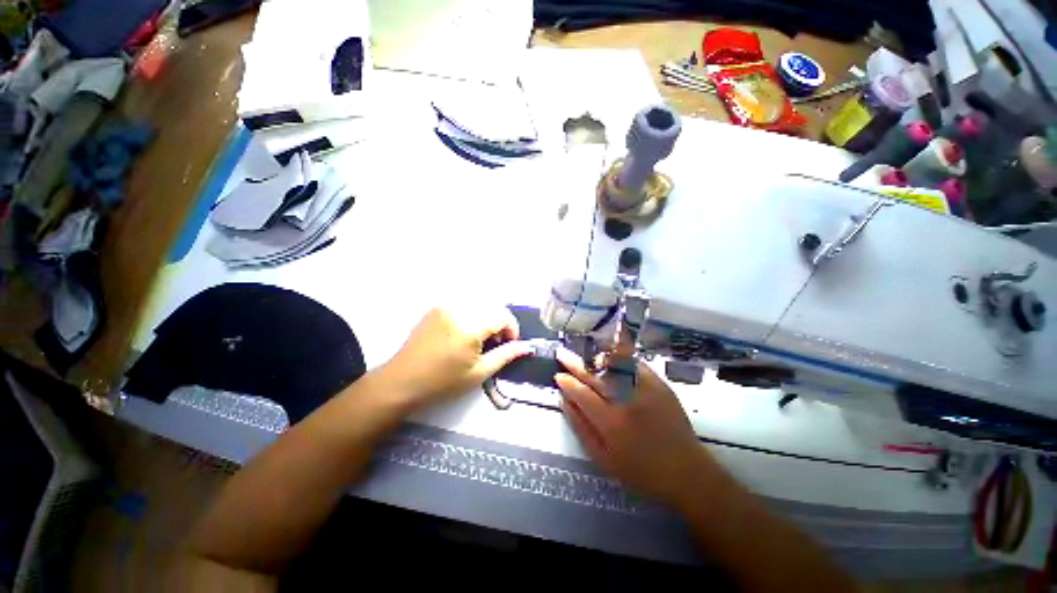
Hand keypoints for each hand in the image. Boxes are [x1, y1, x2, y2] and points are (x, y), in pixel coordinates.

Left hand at [380, 306, 532, 409]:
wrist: (402, 382)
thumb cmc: (442, 382)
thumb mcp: (479, 373)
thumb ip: (506, 355)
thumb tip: (526, 347)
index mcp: (470, 325)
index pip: (503, 315)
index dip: (512, 329)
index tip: (509, 345)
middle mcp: (459, 308)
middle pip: (492, 306)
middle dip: (500, 323)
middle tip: (495, 344)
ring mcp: (445, 306)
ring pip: (479, 304)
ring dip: (487, 318)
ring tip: (480, 340)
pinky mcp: (437, 308)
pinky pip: (464, 305)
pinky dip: (473, 315)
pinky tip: (465, 333)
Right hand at [555, 349, 718, 507]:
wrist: (686, 472)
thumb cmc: (641, 471)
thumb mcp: (603, 458)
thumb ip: (581, 427)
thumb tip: (565, 401)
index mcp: (610, 422)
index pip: (582, 393)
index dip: (567, 382)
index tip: (558, 375)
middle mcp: (626, 400)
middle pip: (594, 375)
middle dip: (575, 363)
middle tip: (562, 354)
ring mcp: (644, 389)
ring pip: (613, 364)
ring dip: (594, 357)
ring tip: (582, 352)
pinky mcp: (659, 384)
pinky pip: (634, 364)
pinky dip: (619, 357)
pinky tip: (609, 355)